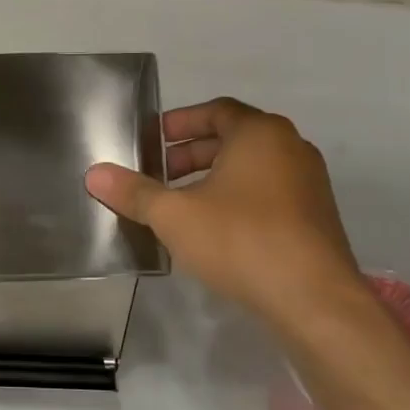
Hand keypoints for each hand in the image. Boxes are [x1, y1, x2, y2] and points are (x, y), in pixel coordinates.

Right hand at [85, 97, 366, 339]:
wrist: (312, 299)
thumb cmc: (240, 240)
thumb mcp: (174, 215)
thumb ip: (134, 192)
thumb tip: (94, 174)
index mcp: (260, 134)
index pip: (216, 111)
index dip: (180, 123)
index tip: (152, 140)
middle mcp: (290, 148)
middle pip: (233, 138)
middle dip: (191, 154)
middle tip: (159, 174)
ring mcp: (308, 184)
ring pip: (251, 169)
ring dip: (213, 179)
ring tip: (180, 205)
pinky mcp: (315, 217)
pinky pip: (268, 194)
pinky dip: (237, 199)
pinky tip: (214, 231)